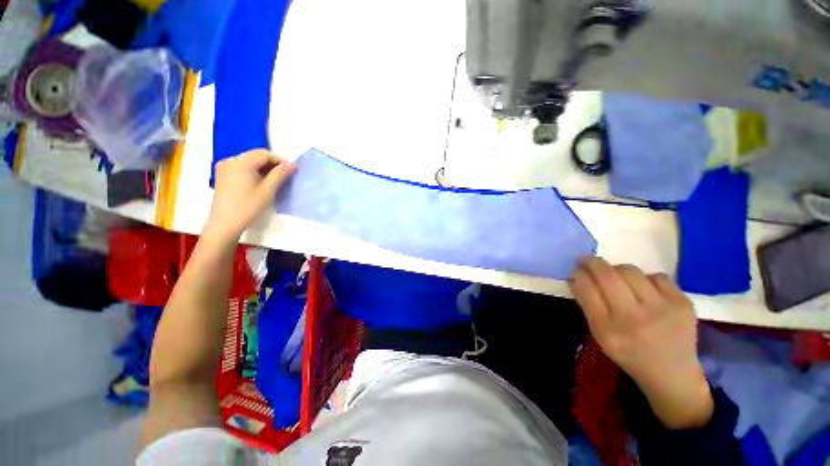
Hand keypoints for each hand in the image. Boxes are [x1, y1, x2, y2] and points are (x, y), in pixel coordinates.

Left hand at [206, 149, 295, 240]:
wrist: (224, 225)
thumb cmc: (248, 207)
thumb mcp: (268, 190)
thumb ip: (280, 174)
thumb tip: (292, 164)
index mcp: (241, 162)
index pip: (264, 154)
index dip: (280, 160)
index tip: (291, 172)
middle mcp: (230, 161)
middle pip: (255, 156)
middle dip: (271, 164)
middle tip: (284, 178)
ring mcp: (224, 168)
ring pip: (249, 162)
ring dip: (263, 169)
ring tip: (273, 182)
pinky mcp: (222, 177)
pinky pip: (241, 168)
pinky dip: (253, 173)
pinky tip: (259, 184)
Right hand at [569, 257, 713, 429]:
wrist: (673, 374)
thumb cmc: (629, 353)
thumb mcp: (599, 334)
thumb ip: (587, 305)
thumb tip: (576, 277)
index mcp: (607, 330)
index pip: (587, 289)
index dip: (579, 274)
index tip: (576, 270)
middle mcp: (633, 318)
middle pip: (608, 275)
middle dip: (593, 262)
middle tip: (588, 260)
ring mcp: (662, 310)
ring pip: (630, 271)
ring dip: (618, 270)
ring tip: (618, 278)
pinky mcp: (683, 304)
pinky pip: (657, 276)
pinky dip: (646, 279)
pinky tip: (646, 290)